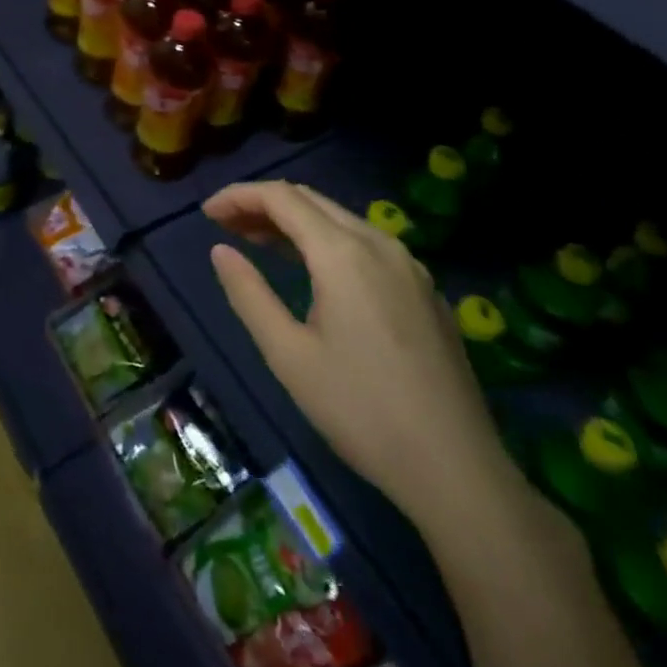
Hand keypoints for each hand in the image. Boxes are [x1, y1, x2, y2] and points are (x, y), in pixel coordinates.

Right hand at [204, 182, 512, 524]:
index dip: (238, 195)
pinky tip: (314, 271)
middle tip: (226, 226)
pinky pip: (366, 244)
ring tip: (258, 242)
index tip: (206, 212)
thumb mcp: (289, 355)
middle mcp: (379, 243)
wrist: (459, 471)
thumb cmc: (361, 411)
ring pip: (339, 219)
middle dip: (263, 204)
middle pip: (310, 200)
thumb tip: (220, 250)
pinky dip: (327, 242)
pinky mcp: (425, 290)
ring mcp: (409, 265)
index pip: (280, 197)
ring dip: (295, 222)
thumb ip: (249, 294)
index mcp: (343, 253)